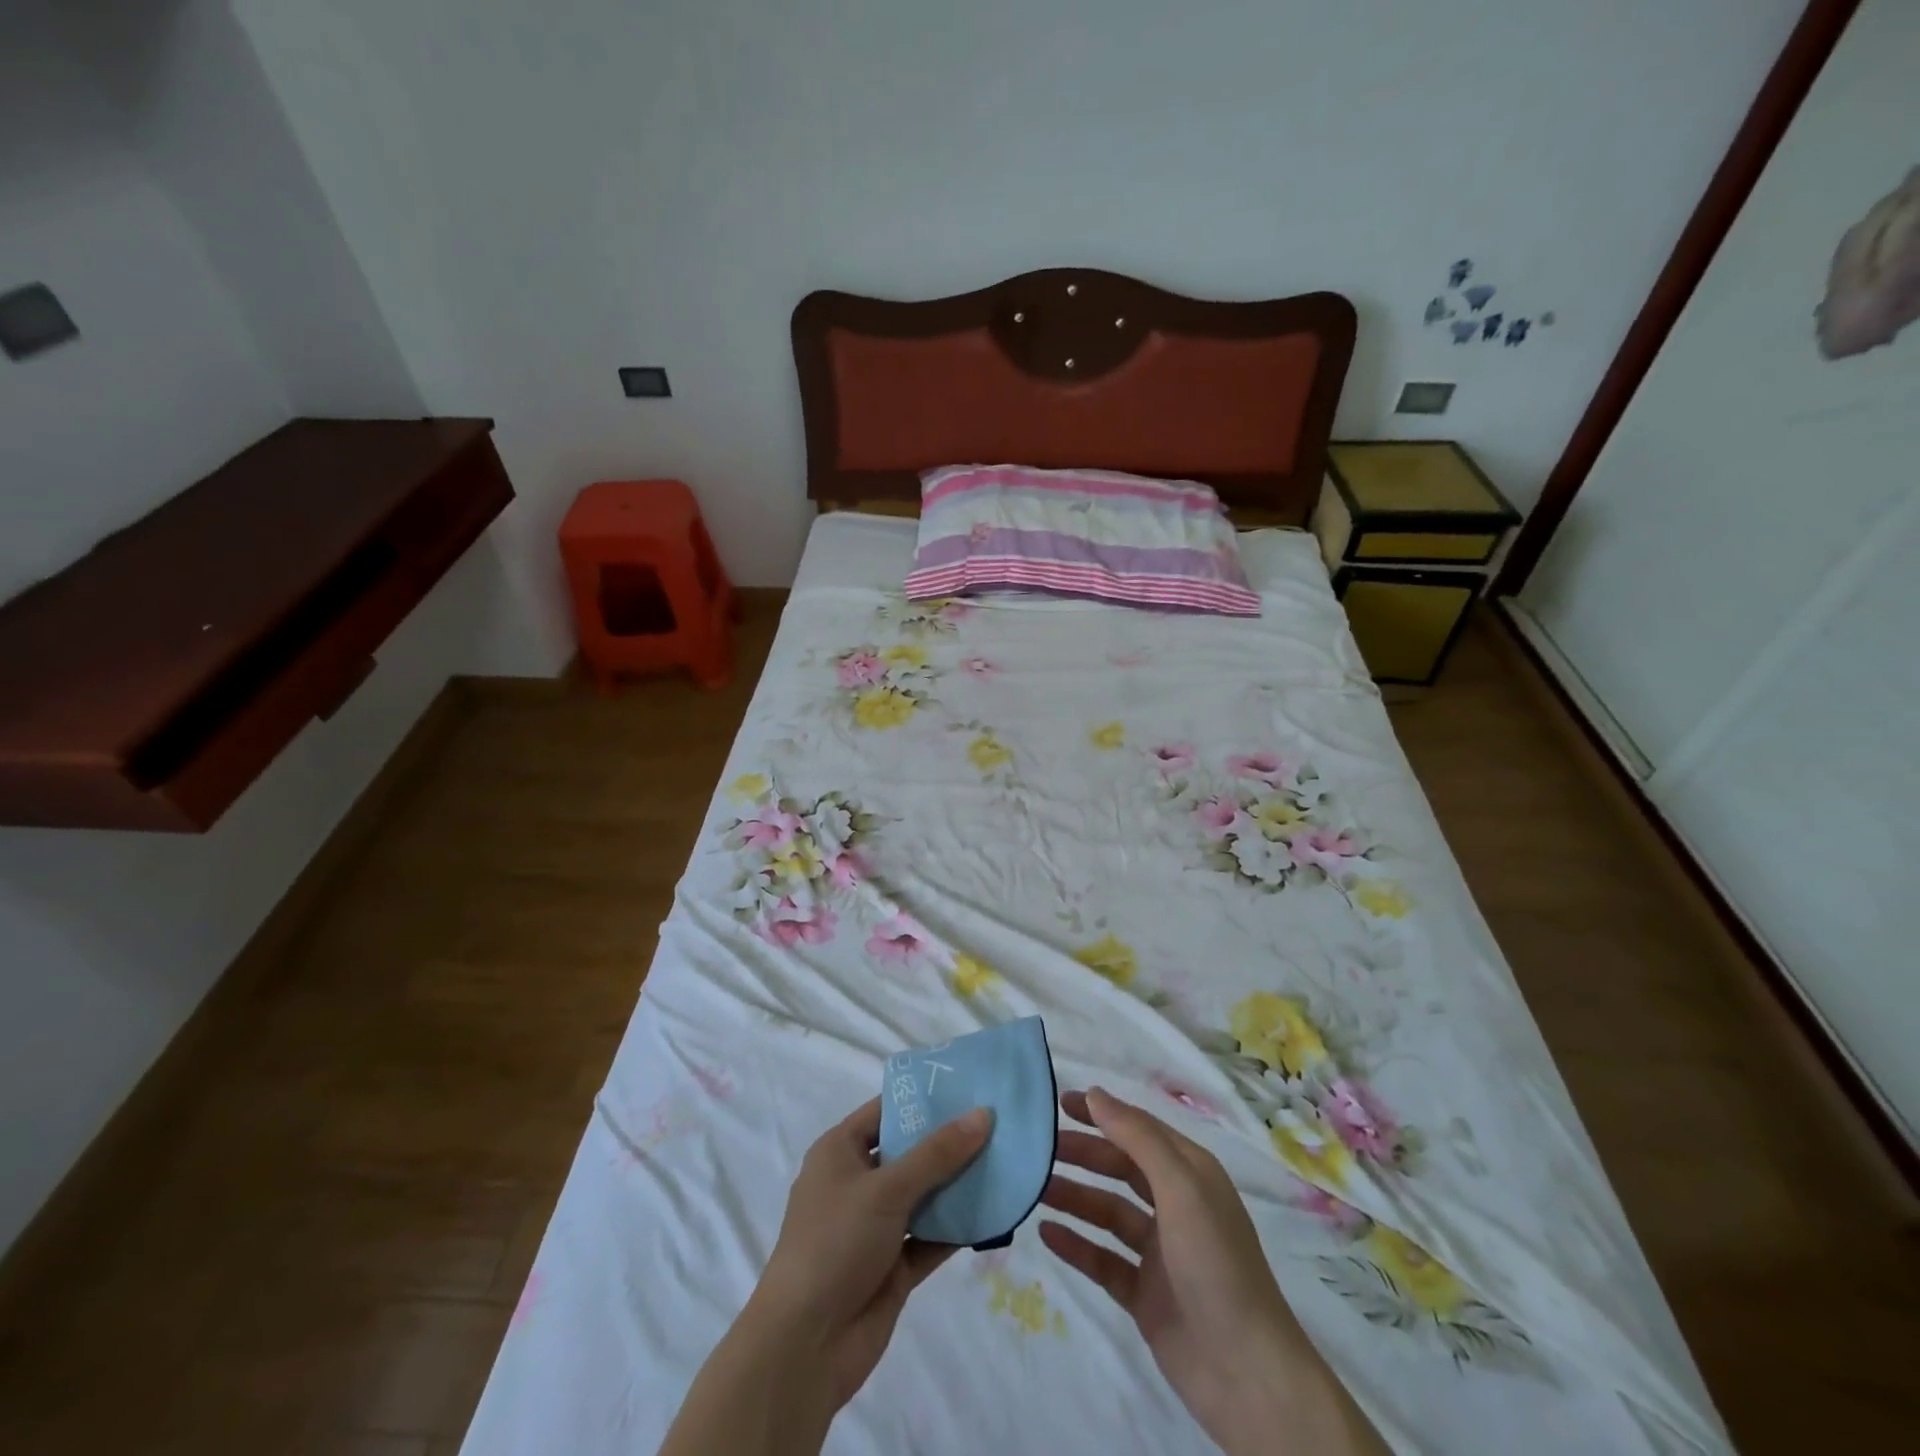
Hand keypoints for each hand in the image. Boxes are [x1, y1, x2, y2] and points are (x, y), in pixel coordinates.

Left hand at [755, 1096, 992, 1405]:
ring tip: (1006, 1160)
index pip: (886, 1110)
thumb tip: (983, 1114)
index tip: (969, 1085)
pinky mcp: (893, 1266)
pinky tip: (995, 1212)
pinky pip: (931, 1237)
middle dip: (950, 1141)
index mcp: (840, 1151)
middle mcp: (857, 1182)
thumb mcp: (887, 1188)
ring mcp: (875, 1226)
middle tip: (998, 1121)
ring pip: (924, 1195)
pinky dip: (958, 1227)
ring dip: (958, 1184)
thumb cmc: (836, 1243)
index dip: (924, 1098)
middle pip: (910, 1152)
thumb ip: (938, 1153)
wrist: (805, 1347)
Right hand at [1041, 1088, 1387, 1455]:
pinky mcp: (1145, 1294)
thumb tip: (1095, 1093)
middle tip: (1039, 1148)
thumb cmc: (1216, 1263)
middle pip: (1120, 1168)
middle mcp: (1175, 1205)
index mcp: (1190, 1174)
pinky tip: (1046, 1234)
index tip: (1059, 1102)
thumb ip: (1137, 1137)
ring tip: (1036, 1189)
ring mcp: (1159, 1252)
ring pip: (1108, 1212)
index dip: (1102, 1112)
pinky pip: (1103, 1259)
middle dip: (1083, 1154)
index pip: (1139, 1129)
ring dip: (1074, 1197)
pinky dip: (1076, 1245)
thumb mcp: (1180, 1187)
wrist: (1247, 1374)